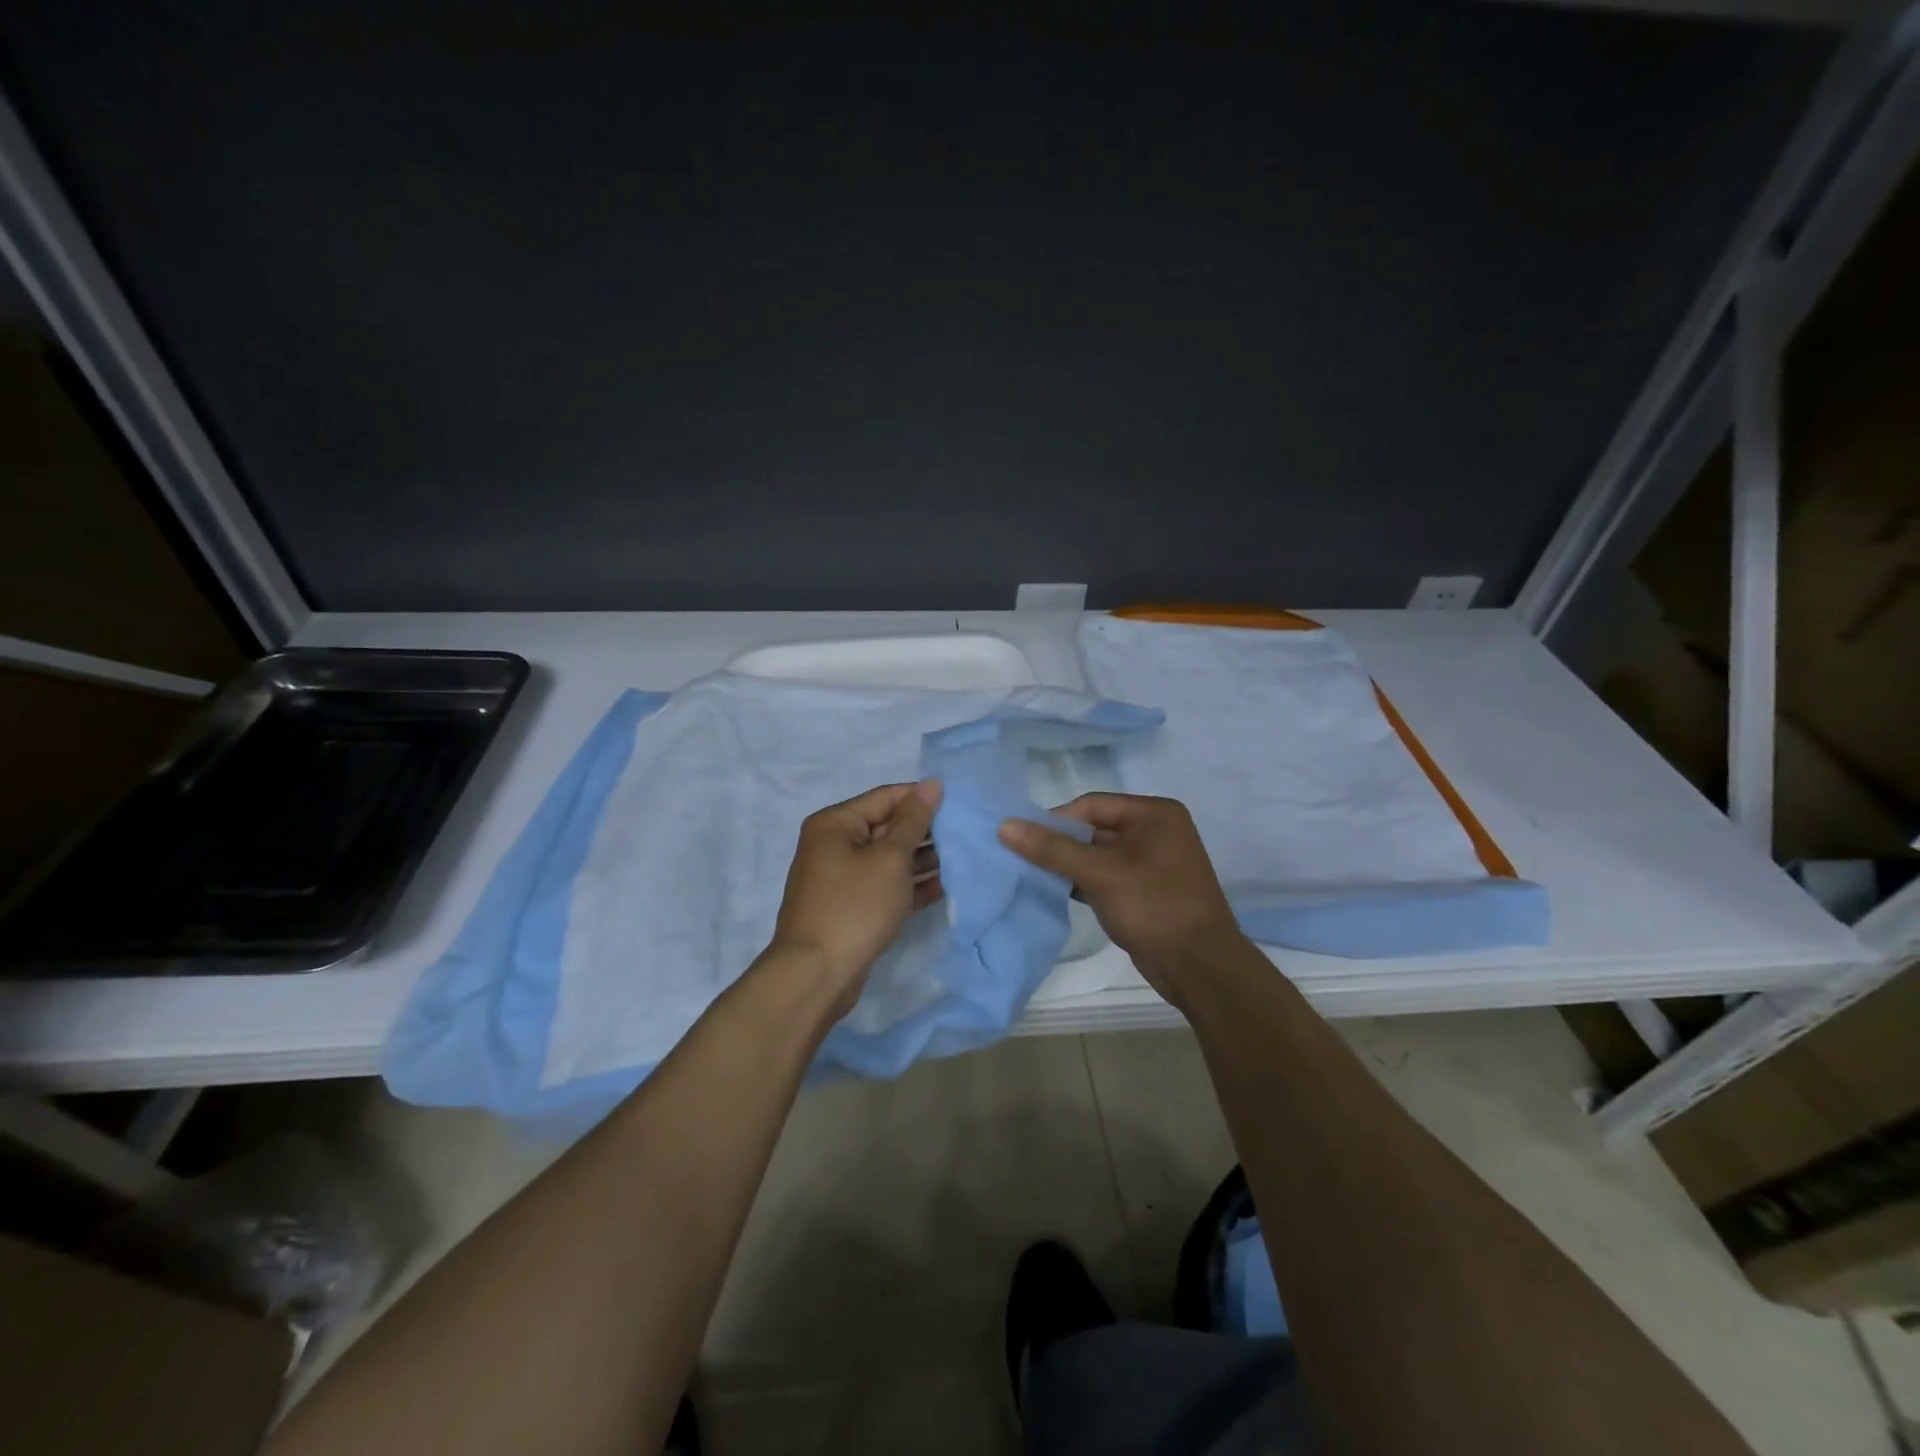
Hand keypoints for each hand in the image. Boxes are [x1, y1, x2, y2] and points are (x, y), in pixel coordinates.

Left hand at [768, 780, 943, 1017]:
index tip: (960, 802)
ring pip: (888, 858)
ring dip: (921, 859)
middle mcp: (833, 844)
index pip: (886, 797)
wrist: (816, 975)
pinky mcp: (850, 907)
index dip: (922, 797)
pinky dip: (909, 885)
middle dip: (925, 830)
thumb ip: (914, 820)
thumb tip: (932, 783)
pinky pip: (884, 885)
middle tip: (966, 833)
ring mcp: (840, 878)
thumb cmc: (854, 906)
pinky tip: (944, 887)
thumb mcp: (890, 858)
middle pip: (886, 826)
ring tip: (962, 858)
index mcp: (835, 823)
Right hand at [998, 793, 1243, 1008]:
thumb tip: (1004, 826)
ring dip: (1067, 865)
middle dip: (1059, 844)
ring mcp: (1151, 863)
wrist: (1200, 968)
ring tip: (1031, 875)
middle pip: (1093, 828)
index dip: (1055, 820)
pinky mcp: (1144, 891)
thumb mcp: (1100, 873)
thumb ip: (1052, 849)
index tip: (1022, 840)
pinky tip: (1055, 892)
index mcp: (1154, 814)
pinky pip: (1105, 877)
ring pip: (1097, 855)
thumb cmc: (1154, 907)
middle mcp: (1156, 831)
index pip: (1091, 805)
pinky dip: (1081, 882)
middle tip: (1020, 858)